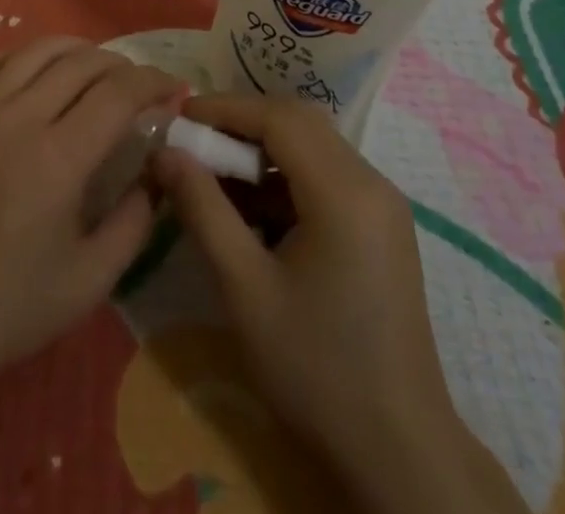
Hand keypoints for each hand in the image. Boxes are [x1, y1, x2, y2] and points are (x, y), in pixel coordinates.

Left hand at [0, 40, 179, 513]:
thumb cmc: (4, 309)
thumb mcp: (87, 283)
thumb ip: (133, 223)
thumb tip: (156, 175)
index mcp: (58, 158)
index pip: (117, 93)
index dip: (152, 82)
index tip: (173, 88)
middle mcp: (19, 118)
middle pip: (81, 62)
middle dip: (121, 64)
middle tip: (139, 84)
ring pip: (36, 51)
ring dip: (76, 50)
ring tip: (96, 68)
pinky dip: (26, 57)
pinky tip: (37, 72)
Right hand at [155, 95, 526, 513]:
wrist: (400, 455)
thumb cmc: (316, 370)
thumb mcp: (244, 288)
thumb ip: (202, 208)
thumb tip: (165, 151)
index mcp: (344, 191)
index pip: (278, 117)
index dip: (225, 108)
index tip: (179, 117)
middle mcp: (371, 182)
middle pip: (298, 123)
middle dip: (241, 125)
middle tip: (193, 144)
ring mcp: (382, 205)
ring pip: (312, 147)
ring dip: (261, 152)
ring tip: (214, 180)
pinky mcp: (381, 227)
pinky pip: (326, 177)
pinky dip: (284, 179)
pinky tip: (252, 214)